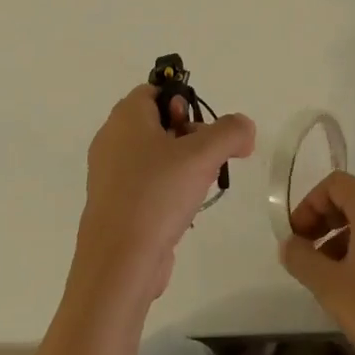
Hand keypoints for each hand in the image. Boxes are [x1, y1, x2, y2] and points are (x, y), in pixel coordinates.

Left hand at [70, 84, 255, 307]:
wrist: (119, 263)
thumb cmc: (157, 195)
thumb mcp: (202, 155)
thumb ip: (230, 132)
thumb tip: (245, 128)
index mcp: (125, 117)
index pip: (155, 91)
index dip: (182, 101)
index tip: (202, 128)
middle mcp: (111, 140)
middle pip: (157, 122)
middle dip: (188, 136)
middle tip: (207, 158)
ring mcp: (109, 175)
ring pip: (153, 155)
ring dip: (181, 165)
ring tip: (199, 186)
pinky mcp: (114, 205)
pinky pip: (145, 184)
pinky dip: (166, 190)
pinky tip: (183, 210)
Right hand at [280, 171, 354, 354]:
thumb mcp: (329, 285)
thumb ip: (302, 257)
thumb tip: (290, 245)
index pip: (337, 184)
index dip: (310, 203)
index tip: (297, 235)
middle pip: (354, 200)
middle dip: (325, 221)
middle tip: (306, 253)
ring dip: (343, 239)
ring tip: (328, 275)